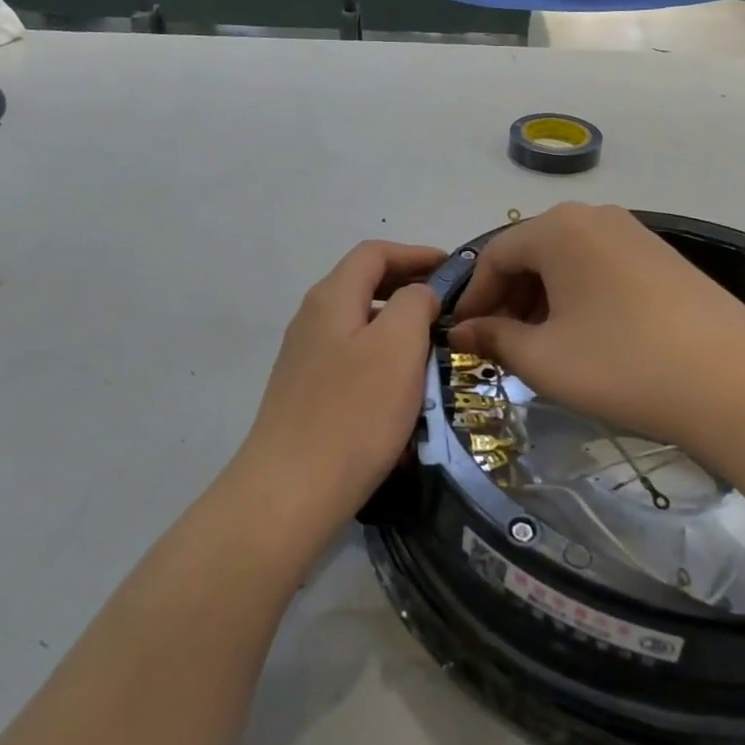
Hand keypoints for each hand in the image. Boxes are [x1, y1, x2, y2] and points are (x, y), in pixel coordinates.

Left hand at [233, 241, 444, 540]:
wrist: (290, 492)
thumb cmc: (353, 413)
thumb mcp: (397, 347)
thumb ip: (414, 304)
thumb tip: (418, 293)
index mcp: (331, 298)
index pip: (374, 253)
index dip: (416, 254)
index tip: (454, 271)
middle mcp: (312, 319)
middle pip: (364, 285)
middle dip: (408, 289)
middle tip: (449, 309)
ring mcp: (305, 358)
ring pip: (360, 325)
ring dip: (398, 327)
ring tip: (434, 348)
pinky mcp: (306, 393)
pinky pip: (352, 360)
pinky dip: (382, 360)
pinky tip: (403, 391)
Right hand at [450, 204, 744, 447]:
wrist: (735, 381)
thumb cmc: (621, 364)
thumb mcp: (544, 359)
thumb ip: (495, 338)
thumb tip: (464, 331)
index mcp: (558, 229)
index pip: (495, 255)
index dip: (474, 298)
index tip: (464, 337)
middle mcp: (594, 217)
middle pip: (532, 253)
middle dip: (509, 299)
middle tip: (502, 346)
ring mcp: (634, 234)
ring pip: (568, 261)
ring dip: (543, 300)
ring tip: (543, 346)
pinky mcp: (663, 258)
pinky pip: (601, 268)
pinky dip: (580, 297)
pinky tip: (588, 337)